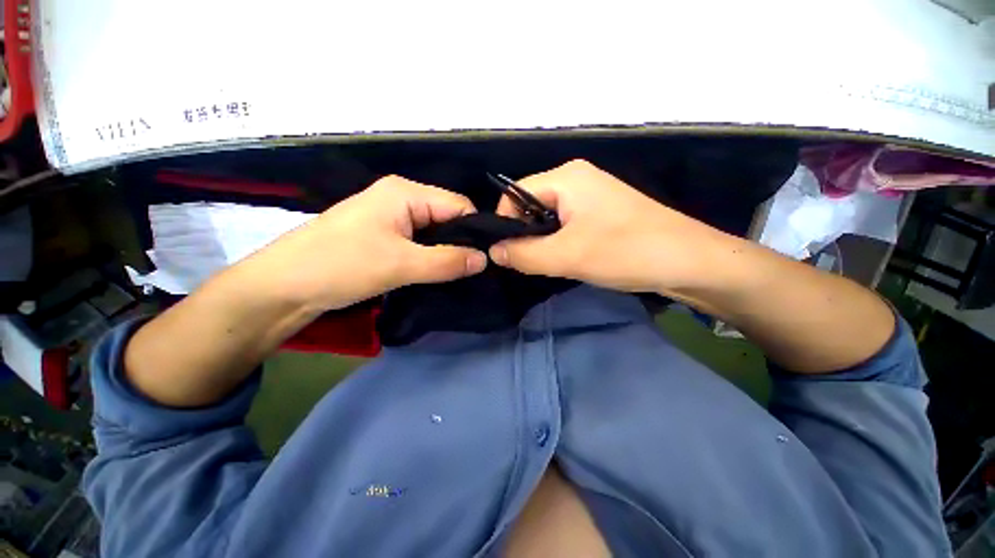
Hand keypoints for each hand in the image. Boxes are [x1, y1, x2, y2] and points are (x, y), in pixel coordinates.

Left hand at [247, 175, 487, 311]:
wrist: (283, 287)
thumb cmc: (341, 266)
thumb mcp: (401, 264)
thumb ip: (447, 261)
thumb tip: (485, 259)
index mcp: (405, 193)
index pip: (458, 205)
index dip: (475, 230)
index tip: (487, 259)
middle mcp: (400, 198)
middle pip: (447, 217)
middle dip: (462, 243)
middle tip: (475, 271)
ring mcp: (390, 217)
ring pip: (434, 232)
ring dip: (446, 252)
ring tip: (459, 274)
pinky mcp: (383, 235)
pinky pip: (419, 242)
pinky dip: (431, 256)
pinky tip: (437, 272)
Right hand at [490, 160, 737, 294]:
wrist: (690, 261)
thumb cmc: (626, 251)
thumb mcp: (567, 256)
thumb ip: (524, 254)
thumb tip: (493, 252)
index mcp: (566, 177)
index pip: (515, 193)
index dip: (505, 222)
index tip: (507, 253)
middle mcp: (576, 179)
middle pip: (531, 205)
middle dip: (526, 235)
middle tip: (532, 263)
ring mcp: (591, 196)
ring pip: (549, 218)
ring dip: (543, 242)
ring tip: (552, 264)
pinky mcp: (601, 213)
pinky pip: (566, 225)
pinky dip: (560, 243)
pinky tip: (569, 259)